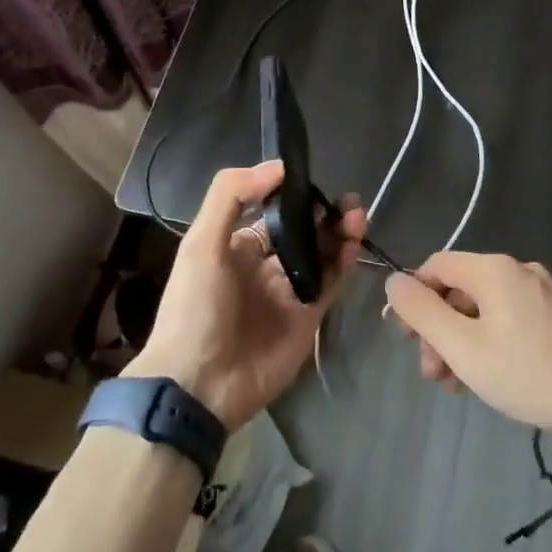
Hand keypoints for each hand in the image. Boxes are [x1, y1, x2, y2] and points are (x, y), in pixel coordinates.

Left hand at [127, 160, 363, 430]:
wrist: (200, 384)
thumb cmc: (195, 307)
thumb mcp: (201, 243)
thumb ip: (231, 196)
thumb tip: (277, 167)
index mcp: (236, 247)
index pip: (272, 212)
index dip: (293, 196)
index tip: (313, 180)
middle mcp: (265, 266)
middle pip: (303, 231)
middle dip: (325, 213)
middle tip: (348, 201)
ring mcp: (289, 292)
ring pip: (322, 254)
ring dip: (340, 232)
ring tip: (356, 214)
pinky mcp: (308, 317)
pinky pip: (330, 282)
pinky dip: (344, 262)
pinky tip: (353, 243)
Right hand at [384, 252, 551, 442]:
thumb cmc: (530, 373)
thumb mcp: (464, 348)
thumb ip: (423, 313)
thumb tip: (393, 281)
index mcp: (492, 269)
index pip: (435, 266)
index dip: (413, 299)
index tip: (407, 340)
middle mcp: (516, 269)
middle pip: (459, 289)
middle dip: (438, 329)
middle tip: (433, 375)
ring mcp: (540, 291)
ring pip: (482, 308)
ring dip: (461, 341)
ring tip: (457, 385)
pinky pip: (507, 317)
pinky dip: (488, 341)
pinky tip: (487, 376)